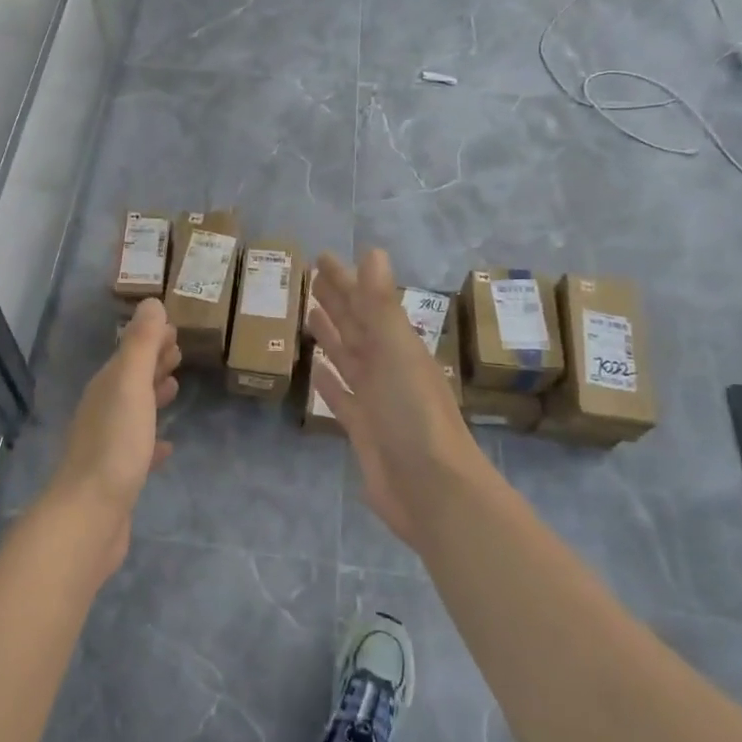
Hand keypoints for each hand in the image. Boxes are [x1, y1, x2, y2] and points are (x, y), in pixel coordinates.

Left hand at [42, 299, 180, 567]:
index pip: (129, 352)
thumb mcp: (130, 386)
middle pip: (130, 378)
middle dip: (153, 361)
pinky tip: (167, 446)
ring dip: (153, 394)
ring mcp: (107, 444)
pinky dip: (153, 439)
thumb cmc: (115, 445)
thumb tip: (151, 302)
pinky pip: (138, 447)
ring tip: (175, 386)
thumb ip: (141, 345)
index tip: (174, 328)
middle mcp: (102, 410)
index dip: (150, 338)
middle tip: (180, 350)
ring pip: (133, 409)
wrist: (89, 515)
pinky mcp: (117, 476)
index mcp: (106, 387)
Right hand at [308, 250, 486, 552]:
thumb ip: (381, 305)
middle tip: (311, 276)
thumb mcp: (396, 352)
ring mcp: (374, 399)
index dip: (345, 280)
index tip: (323, 257)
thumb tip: (373, 252)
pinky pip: (340, 396)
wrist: (432, 489)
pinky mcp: (362, 428)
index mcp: (397, 346)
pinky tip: (315, 369)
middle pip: (355, 326)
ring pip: (347, 357)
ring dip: (331, 335)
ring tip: (309, 313)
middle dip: (336, 301)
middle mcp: (387, 368)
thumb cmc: (414, 415)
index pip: (365, 303)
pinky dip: (329, 381)